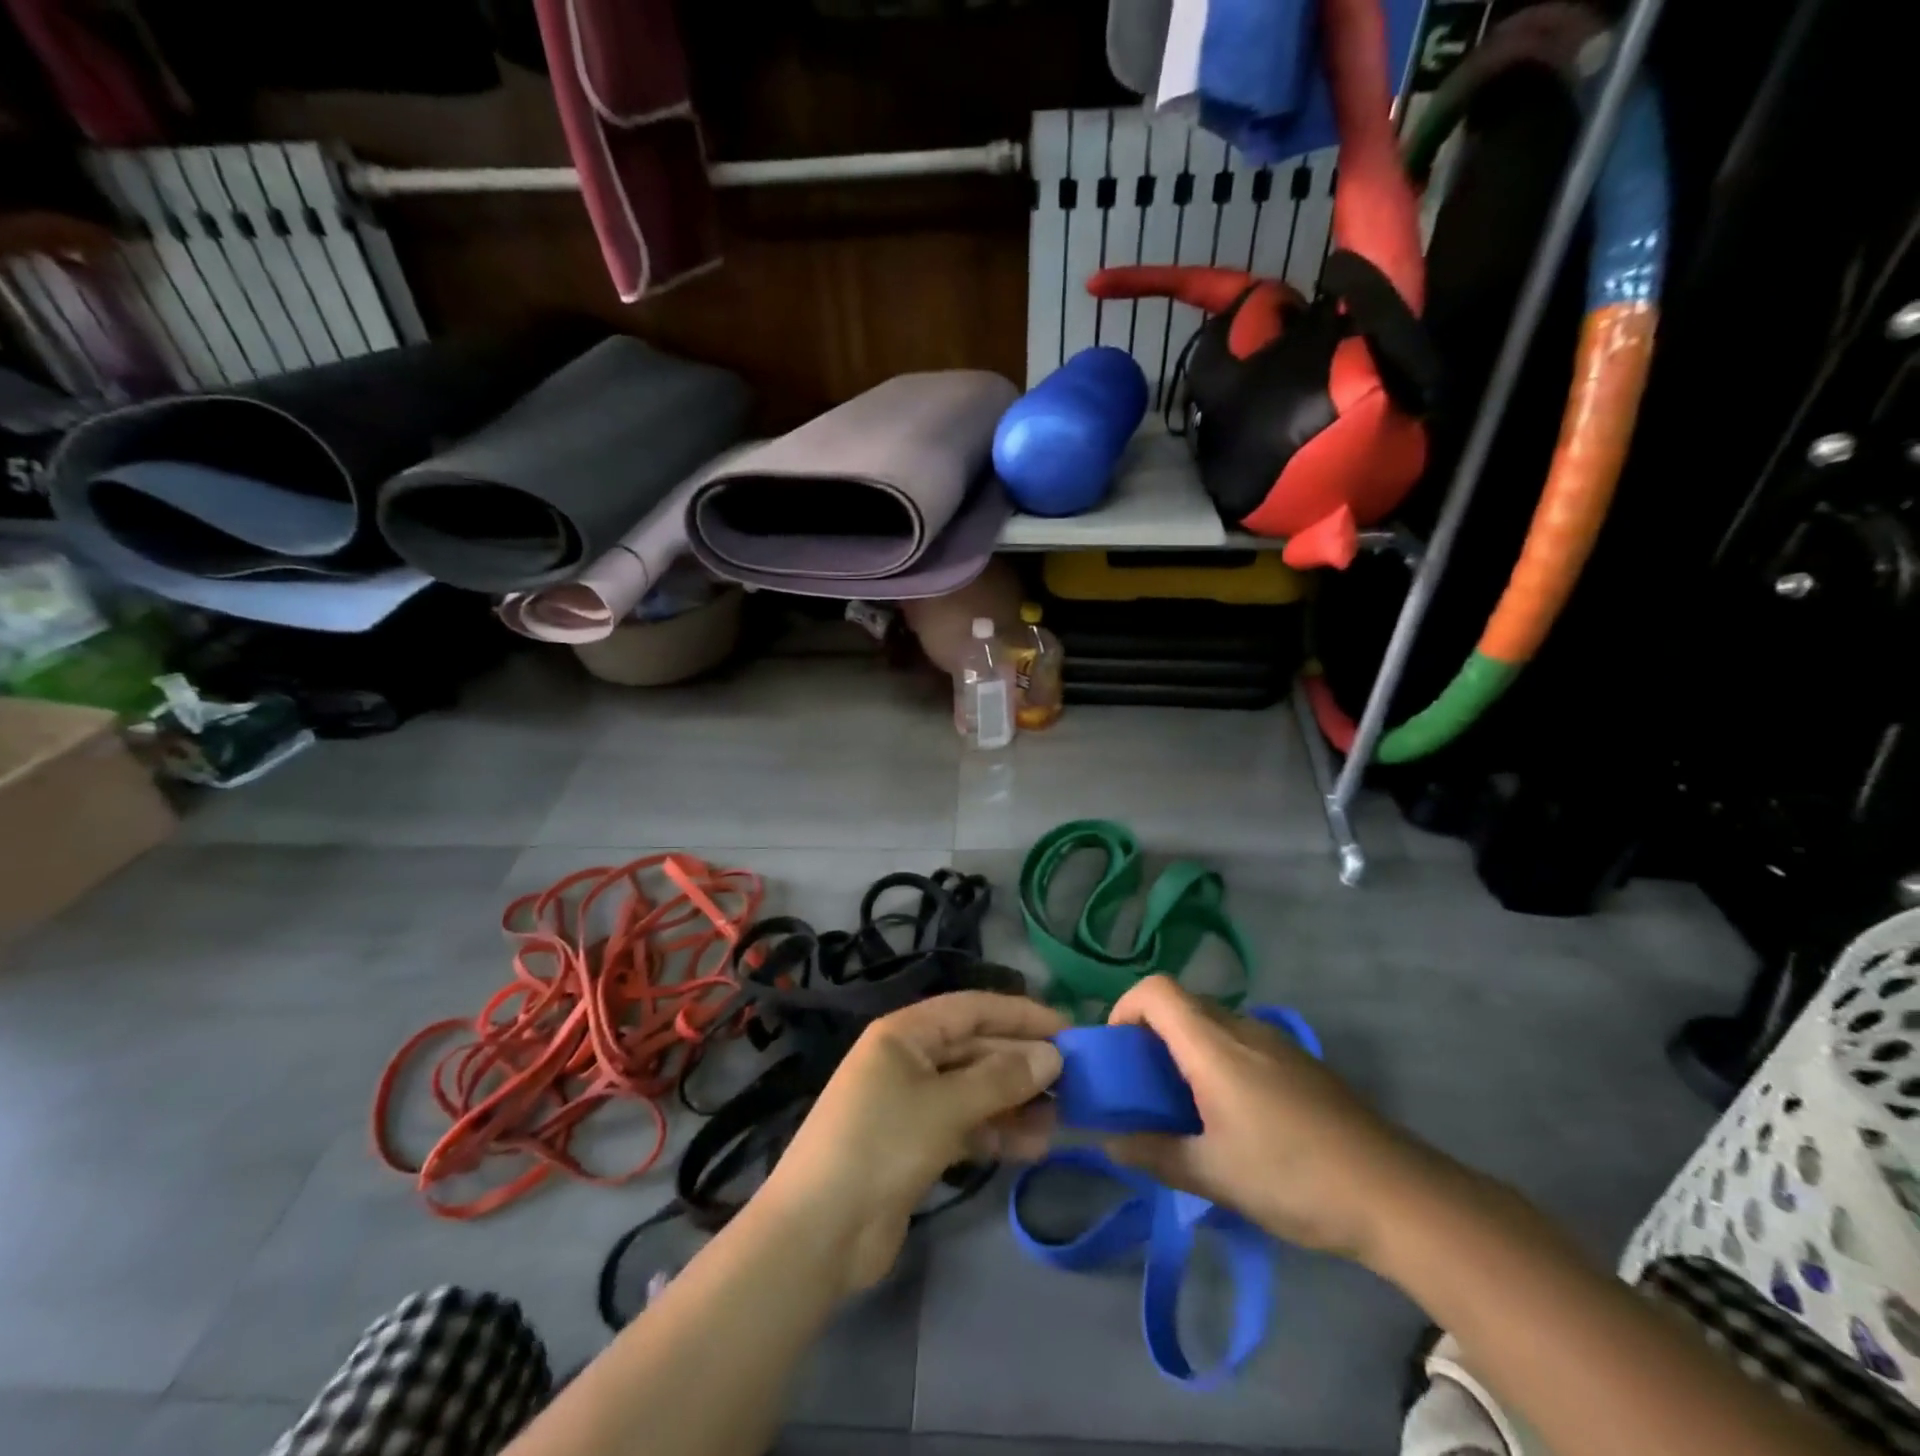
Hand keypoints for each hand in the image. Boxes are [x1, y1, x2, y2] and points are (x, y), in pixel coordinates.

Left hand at [760, 991, 1066, 1294]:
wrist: (819, 1234)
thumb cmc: (880, 1146)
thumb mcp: (944, 1106)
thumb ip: (1000, 1079)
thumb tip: (1052, 1057)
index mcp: (905, 1033)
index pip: (973, 1009)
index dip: (1020, 1015)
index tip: (1067, 1029)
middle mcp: (910, 1059)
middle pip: (977, 1049)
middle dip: (1022, 1062)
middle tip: (1075, 1080)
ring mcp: (913, 1104)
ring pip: (976, 1090)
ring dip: (1016, 1102)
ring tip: (1062, 1118)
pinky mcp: (918, 1145)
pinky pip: (968, 1126)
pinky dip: (998, 1133)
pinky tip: (1034, 1146)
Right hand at [1105, 976, 1426, 1265]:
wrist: (1395, 1193)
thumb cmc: (1292, 1177)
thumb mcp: (1214, 1175)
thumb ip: (1154, 1153)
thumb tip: (1108, 1142)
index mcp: (1213, 1045)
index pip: (1155, 990)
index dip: (1125, 1008)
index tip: (1118, 1053)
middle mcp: (1242, 1027)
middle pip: (1182, 1003)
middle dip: (1152, 1034)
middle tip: (1145, 1086)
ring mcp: (1276, 1041)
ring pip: (1213, 1022)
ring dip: (1187, 1048)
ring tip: (1188, 1105)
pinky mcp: (1299, 1061)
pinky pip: (1242, 1041)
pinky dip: (1219, 1059)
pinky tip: (1236, 1115)